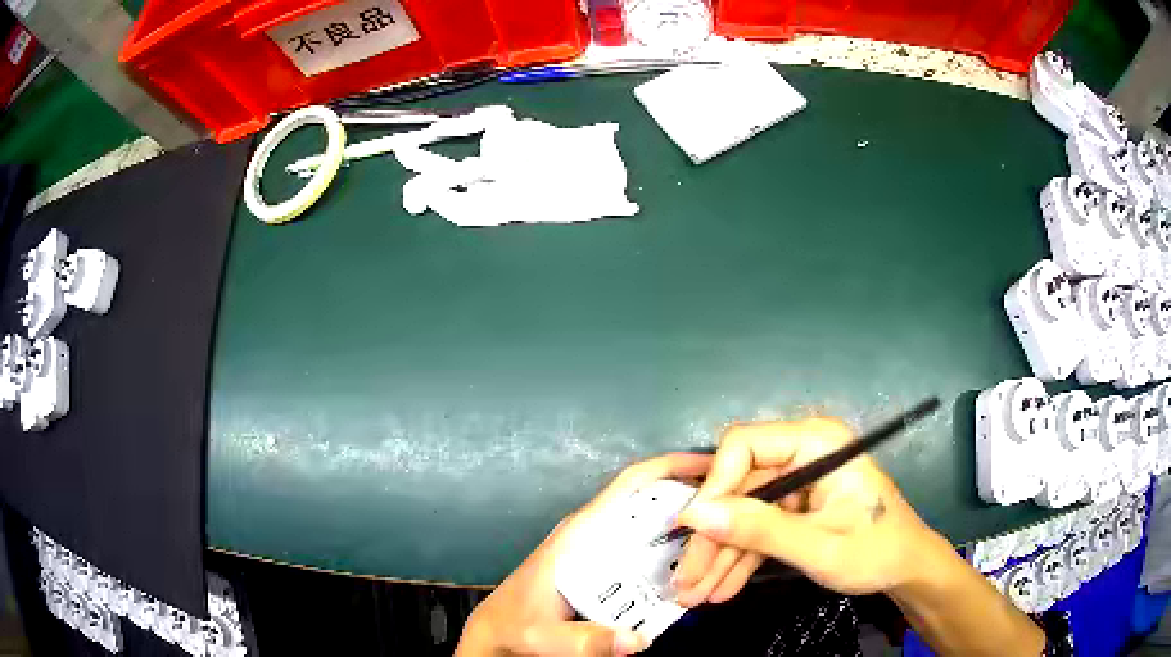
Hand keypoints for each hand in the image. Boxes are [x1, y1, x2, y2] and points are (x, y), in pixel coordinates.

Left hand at [455, 453, 712, 656]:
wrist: (496, 629)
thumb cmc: (517, 624)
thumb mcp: (548, 637)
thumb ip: (588, 640)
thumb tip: (639, 640)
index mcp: (581, 533)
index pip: (630, 484)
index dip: (672, 466)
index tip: (714, 466)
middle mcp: (593, 531)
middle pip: (649, 498)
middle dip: (690, 494)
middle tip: (735, 506)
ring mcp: (598, 545)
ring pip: (649, 521)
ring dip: (684, 521)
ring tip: (723, 534)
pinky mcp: (602, 562)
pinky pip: (643, 544)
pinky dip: (670, 545)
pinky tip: (692, 563)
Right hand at [672, 417, 941, 604]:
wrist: (907, 571)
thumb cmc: (876, 551)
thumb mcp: (819, 546)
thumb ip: (759, 530)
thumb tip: (695, 515)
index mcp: (816, 442)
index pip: (744, 446)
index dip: (714, 486)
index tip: (689, 531)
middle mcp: (801, 454)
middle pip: (737, 489)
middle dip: (711, 539)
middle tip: (684, 581)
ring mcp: (796, 484)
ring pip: (741, 515)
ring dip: (718, 557)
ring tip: (693, 596)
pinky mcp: (794, 509)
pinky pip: (756, 531)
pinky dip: (738, 560)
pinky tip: (719, 589)